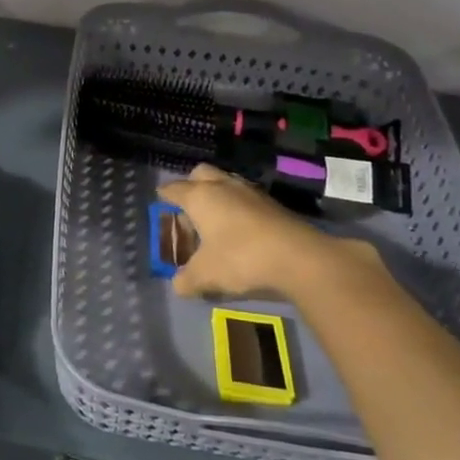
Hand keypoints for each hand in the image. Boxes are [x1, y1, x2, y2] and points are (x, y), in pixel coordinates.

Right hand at [158, 163, 378, 301]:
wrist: (298, 258)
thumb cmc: (240, 258)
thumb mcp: (205, 275)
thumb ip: (186, 279)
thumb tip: (177, 285)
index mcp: (200, 197)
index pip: (174, 189)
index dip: (165, 195)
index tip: (160, 199)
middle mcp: (223, 186)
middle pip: (201, 174)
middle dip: (192, 185)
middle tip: (188, 209)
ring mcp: (250, 192)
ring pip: (226, 182)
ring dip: (218, 195)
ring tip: (214, 221)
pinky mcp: (272, 204)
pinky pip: (246, 197)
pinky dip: (238, 207)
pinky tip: (240, 229)